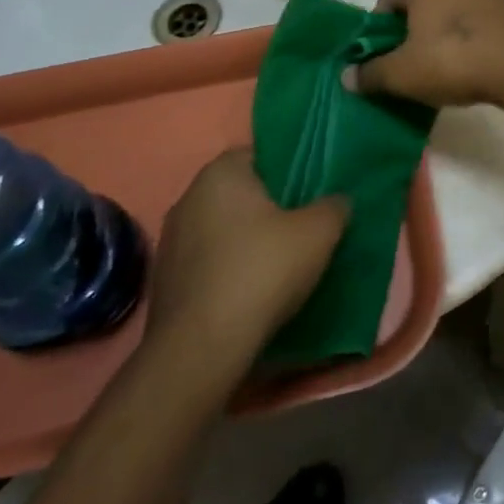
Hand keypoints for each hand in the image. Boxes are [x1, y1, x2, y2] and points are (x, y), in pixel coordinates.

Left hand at [141, 149, 348, 382]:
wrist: (201, 348)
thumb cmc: (262, 271)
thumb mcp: (319, 233)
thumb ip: (334, 206)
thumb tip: (338, 201)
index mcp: (221, 172)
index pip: (260, 154)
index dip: (289, 170)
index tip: (311, 193)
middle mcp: (188, 196)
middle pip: (241, 192)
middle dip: (269, 206)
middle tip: (303, 226)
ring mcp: (171, 240)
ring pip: (222, 227)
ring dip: (247, 239)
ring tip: (280, 262)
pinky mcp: (165, 279)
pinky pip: (208, 260)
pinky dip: (229, 268)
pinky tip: (251, 290)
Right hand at [346, 0, 503, 108]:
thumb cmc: (453, 58)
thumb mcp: (402, 73)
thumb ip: (370, 73)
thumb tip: (347, 77)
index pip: (385, 2)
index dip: (380, 36)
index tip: (388, 64)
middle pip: (417, 3)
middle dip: (410, 34)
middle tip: (413, 68)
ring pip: (447, 10)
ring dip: (440, 35)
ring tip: (444, 70)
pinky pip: (474, 18)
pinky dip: (467, 37)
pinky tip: (471, 64)